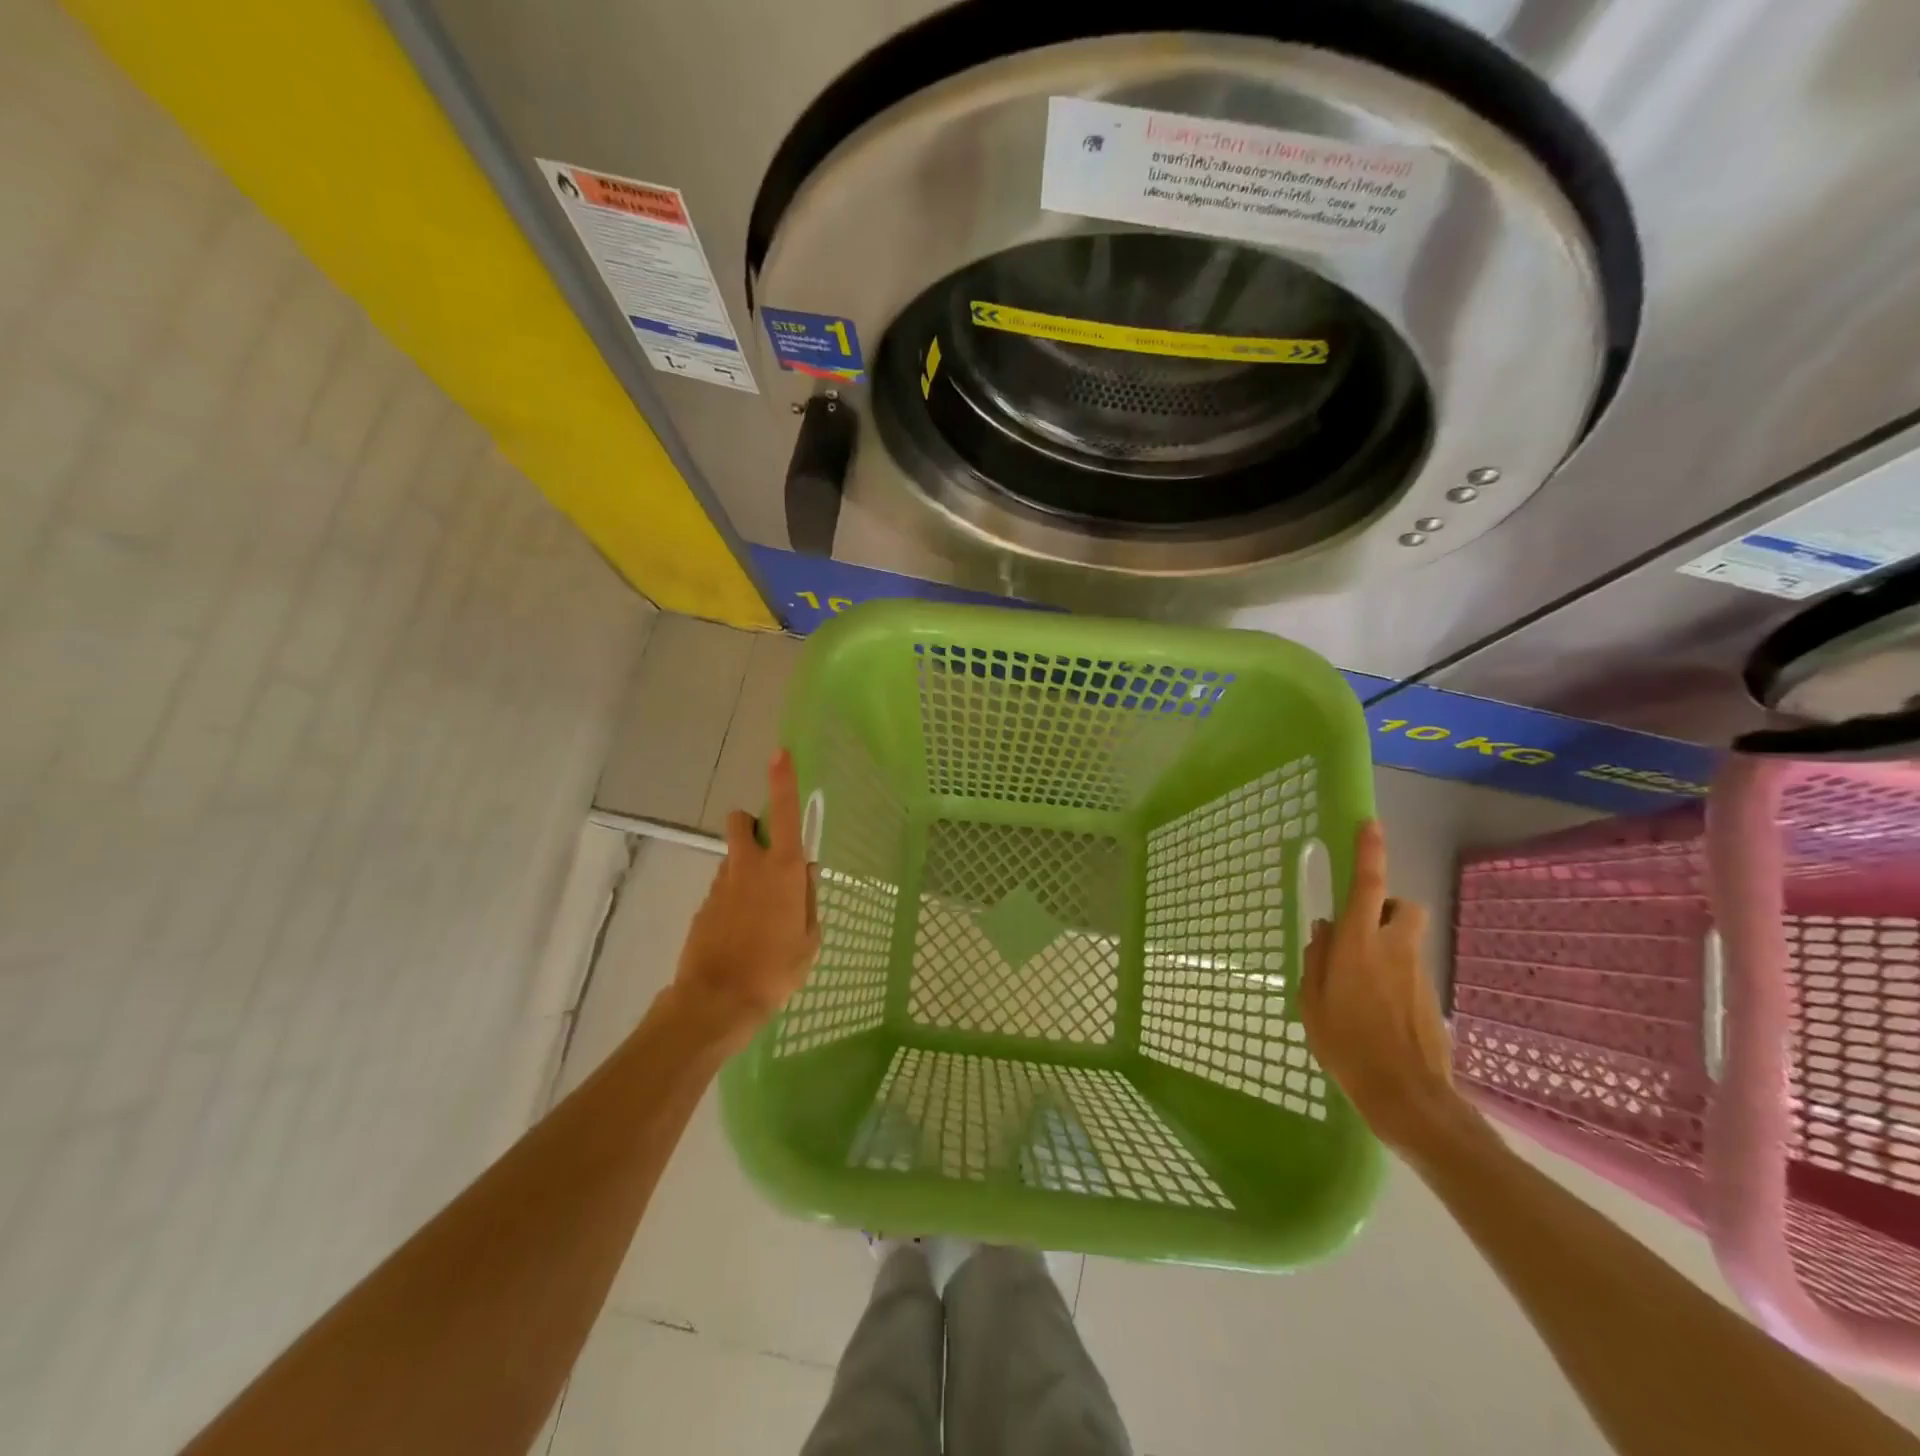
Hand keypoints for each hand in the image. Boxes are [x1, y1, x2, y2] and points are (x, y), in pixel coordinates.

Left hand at [671, 750, 820, 1043]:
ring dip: (745, 867)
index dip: (783, 780)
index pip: (786, 812)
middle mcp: (750, 866)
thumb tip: (806, 871)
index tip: (779, 753)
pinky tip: (741, 932)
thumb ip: (809, 897)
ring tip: (758, 913)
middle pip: (743, 821)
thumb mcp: (810, 937)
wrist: (717, 1001)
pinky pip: (722, 886)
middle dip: (752, 826)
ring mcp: (721, 883)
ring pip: (733, 856)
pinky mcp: (703, 904)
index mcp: (784, 870)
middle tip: (767, 855)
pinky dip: (732, 896)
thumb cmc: (776, 969)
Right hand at [1299, 820, 1465, 1152]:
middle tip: (1360, 930)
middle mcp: (1393, 949)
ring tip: (1360, 979)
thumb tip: (1325, 931)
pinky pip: (1409, 968)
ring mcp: (1417, 973)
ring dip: (1387, 942)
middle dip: (1385, 906)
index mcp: (1358, 945)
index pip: (1367, 886)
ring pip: (1405, 937)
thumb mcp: (1313, 1002)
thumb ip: (1317, 960)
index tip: (1370, 824)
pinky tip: (1375, 1010)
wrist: (1409, 1098)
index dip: (1369, 852)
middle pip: (1401, 906)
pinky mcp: (1430, 997)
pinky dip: (1393, 975)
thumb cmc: (1348, 1046)